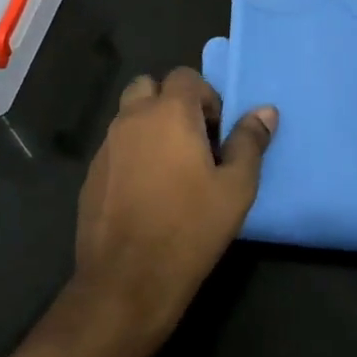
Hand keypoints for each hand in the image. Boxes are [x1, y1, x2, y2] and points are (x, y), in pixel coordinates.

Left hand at [72, 67, 277, 337]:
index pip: (185, 76)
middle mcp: (131, 119)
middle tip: (193, 140)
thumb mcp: (235, 188)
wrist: (127, 281)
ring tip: (172, 168)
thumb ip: (249, 142)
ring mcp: (106, 146)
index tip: (217, 133)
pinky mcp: (91, 174)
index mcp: (168, 113)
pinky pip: (115, 147)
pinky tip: (147, 192)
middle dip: (171, 102)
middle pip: (148, 87)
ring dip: (150, 127)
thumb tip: (265, 111)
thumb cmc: (190, 228)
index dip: (206, 97)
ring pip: (128, 116)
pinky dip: (132, 153)